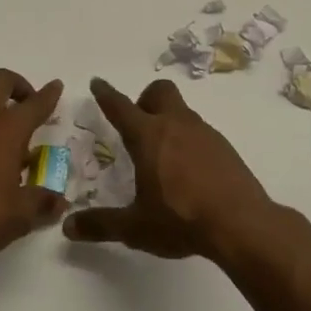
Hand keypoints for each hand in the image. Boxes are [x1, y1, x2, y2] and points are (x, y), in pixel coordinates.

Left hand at [0, 69, 66, 268]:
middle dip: (18, 86)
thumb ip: (42, 203)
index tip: (56, 86)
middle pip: (0, 81)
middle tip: (30, 107)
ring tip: (13, 147)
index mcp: (7, 129)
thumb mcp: (20, 214)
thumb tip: (59, 202)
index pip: (33, 104)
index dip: (48, 95)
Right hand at [62, 77, 280, 260]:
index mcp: (148, 137)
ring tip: (163, 157)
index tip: (98, 82)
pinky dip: (190, 142)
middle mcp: (176, 125)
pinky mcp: (225, 148)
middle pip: (160, 92)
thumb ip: (101, 224)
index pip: (121, 107)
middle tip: (139, 128)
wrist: (242, 225)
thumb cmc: (181, 220)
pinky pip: (201, 133)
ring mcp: (205, 134)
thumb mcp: (135, 227)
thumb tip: (68, 227)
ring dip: (169, 122)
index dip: (106, 94)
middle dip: (145, 100)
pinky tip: (190, 172)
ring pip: (182, 112)